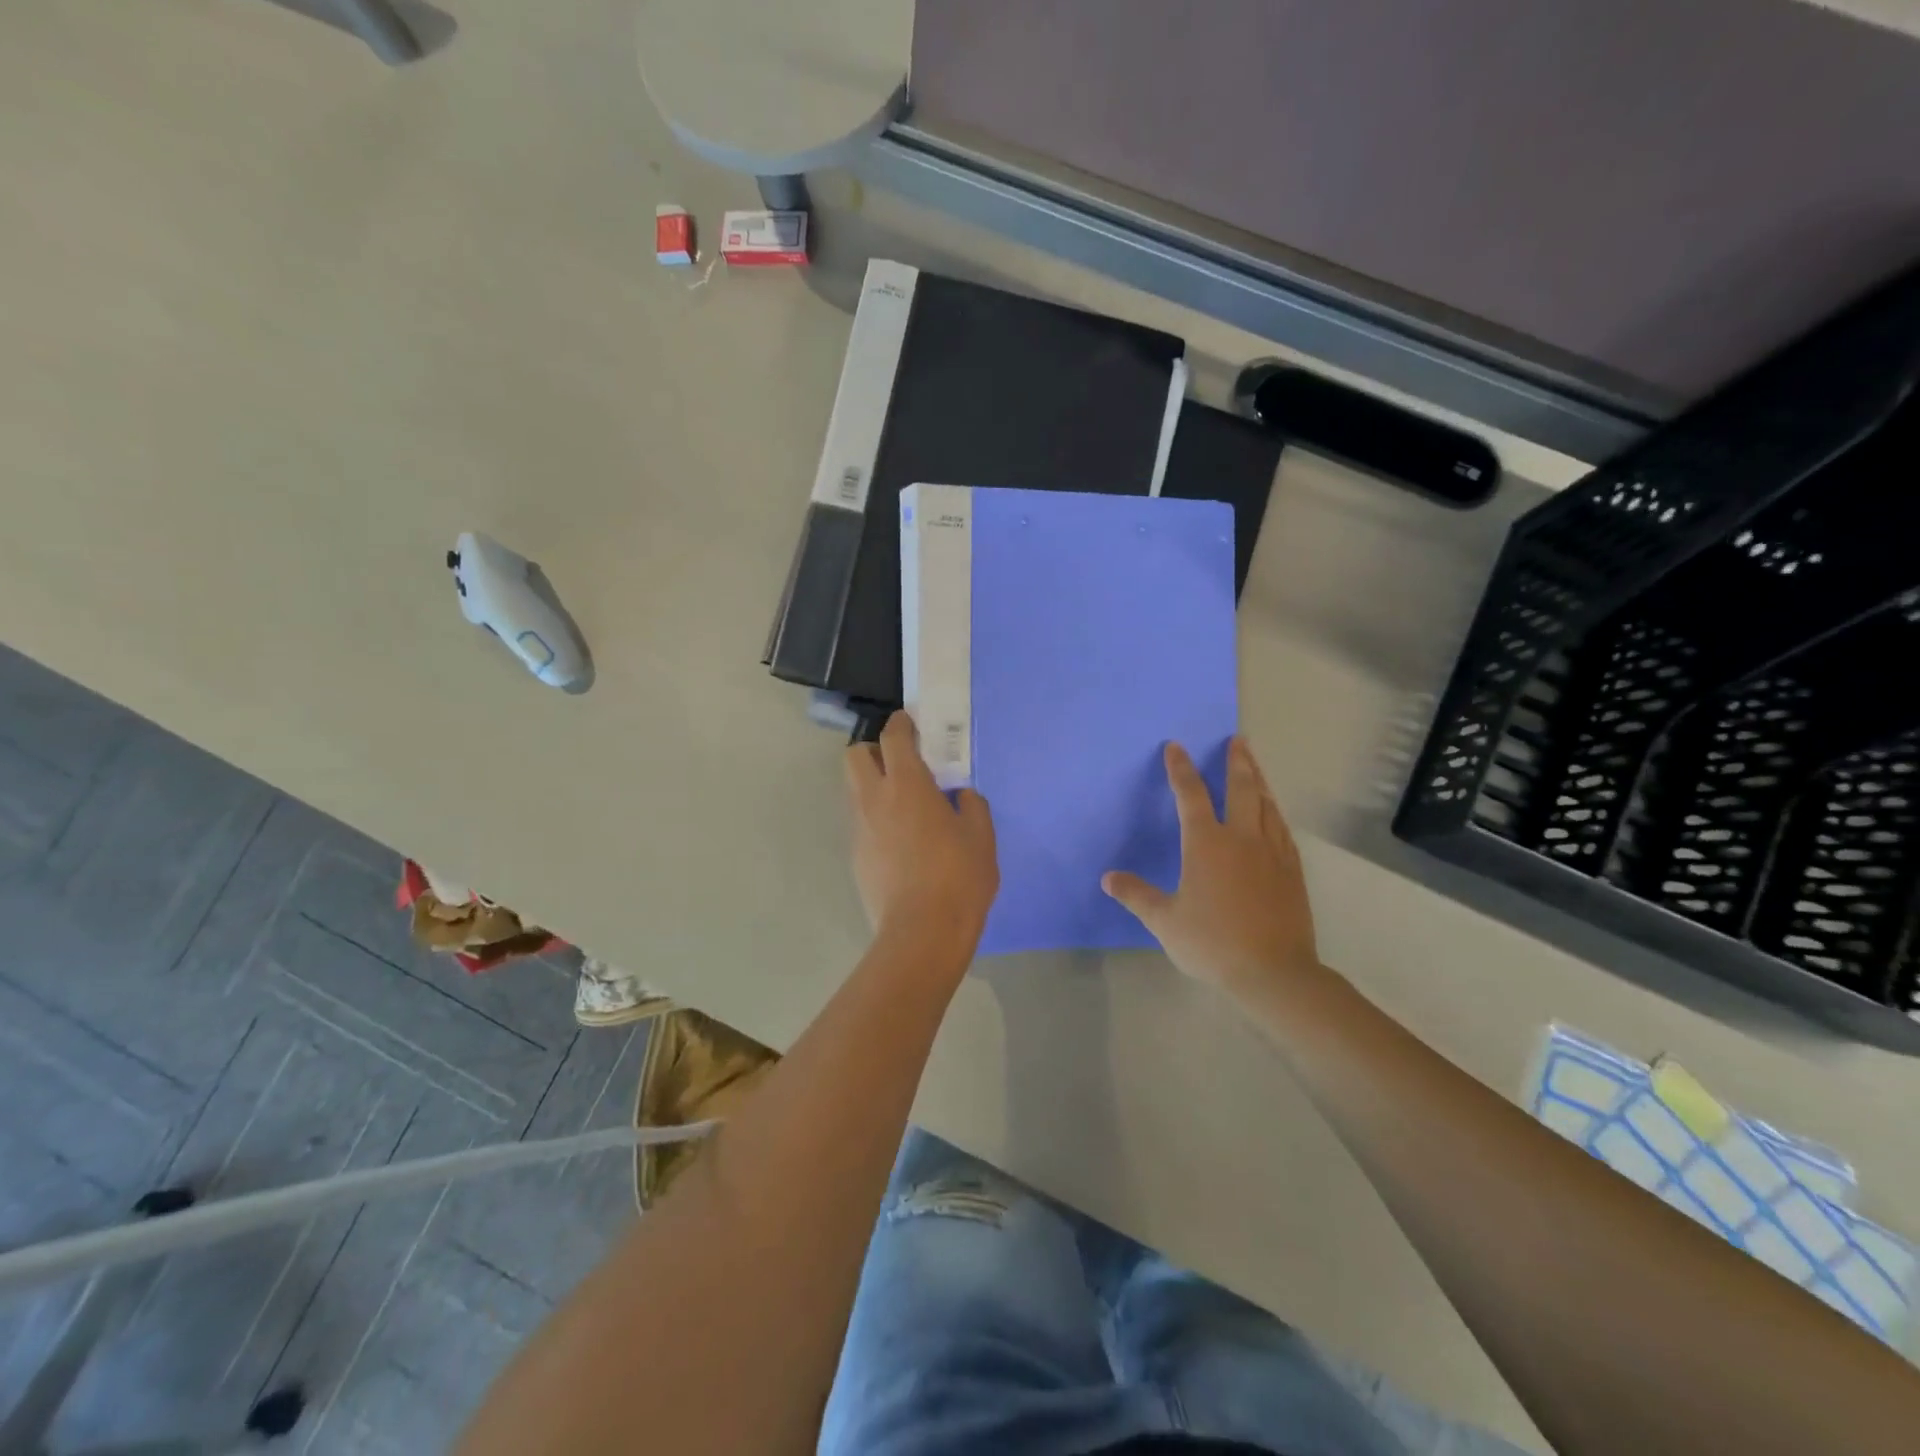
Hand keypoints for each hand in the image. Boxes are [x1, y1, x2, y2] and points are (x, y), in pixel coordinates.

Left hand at [845, 711, 998, 945]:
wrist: (922, 932)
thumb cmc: (958, 877)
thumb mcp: (981, 837)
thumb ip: (971, 806)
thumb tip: (959, 796)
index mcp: (907, 785)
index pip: (892, 737)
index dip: (900, 724)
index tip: (910, 723)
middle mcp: (874, 799)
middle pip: (855, 756)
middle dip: (873, 750)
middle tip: (901, 763)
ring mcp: (860, 829)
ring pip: (854, 790)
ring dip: (873, 785)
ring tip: (903, 805)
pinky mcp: (856, 857)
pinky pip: (861, 823)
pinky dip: (875, 819)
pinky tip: (900, 842)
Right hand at [1103, 738, 1319, 997]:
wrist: (1274, 972)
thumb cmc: (1212, 942)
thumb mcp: (1164, 921)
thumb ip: (1136, 895)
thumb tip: (1108, 878)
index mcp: (1206, 844)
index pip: (1191, 795)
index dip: (1181, 769)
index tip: (1176, 746)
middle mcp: (1241, 838)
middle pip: (1241, 789)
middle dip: (1236, 762)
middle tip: (1237, 740)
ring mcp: (1272, 852)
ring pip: (1266, 805)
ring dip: (1259, 781)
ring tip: (1255, 766)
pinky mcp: (1291, 870)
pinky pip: (1282, 829)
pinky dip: (1275, 812)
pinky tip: (1274, 814)